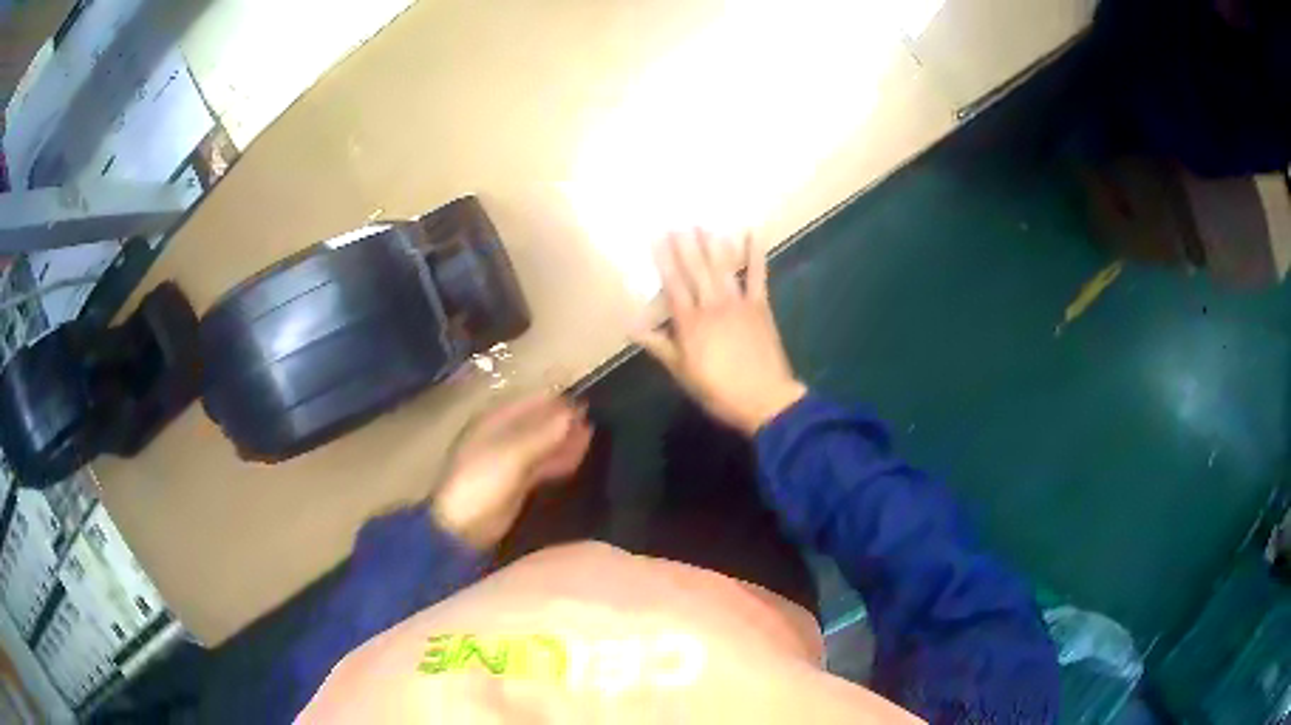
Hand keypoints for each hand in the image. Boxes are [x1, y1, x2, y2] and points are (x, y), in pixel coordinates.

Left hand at [430, 394, 592, 548]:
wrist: (463, 527)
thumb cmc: (481, 483)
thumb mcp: (512, 455)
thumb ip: (543, 434)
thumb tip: (572, 412)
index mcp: (492, 422)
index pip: (528, 403)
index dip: (554, 401)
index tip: (584, 402)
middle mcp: (501, 437)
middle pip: (536, 423)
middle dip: (562, 421)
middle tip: (592, 419)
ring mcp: (509, 461)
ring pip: (541, 445)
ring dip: (564, 440)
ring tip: (592, 435)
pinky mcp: (517, 483)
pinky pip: (542, 465)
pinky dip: (559, 460)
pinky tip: (579, 457)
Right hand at [634, 230, 805, 434]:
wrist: (764, 399)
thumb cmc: (718, 390)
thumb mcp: (681, 372)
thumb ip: (658, 345)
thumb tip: (630, 325)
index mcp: (690, 322)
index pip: (673, 284)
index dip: (664, 259)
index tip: (657, 238)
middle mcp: (712, 305)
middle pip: (696, 269)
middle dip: (686, 244)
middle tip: (678, 222)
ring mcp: (738, 303)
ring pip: (722, 267)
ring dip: (712, 243)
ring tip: (703, 224)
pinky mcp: (760, 306)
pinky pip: (758, 275)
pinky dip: (755, 254)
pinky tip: (752, 234)